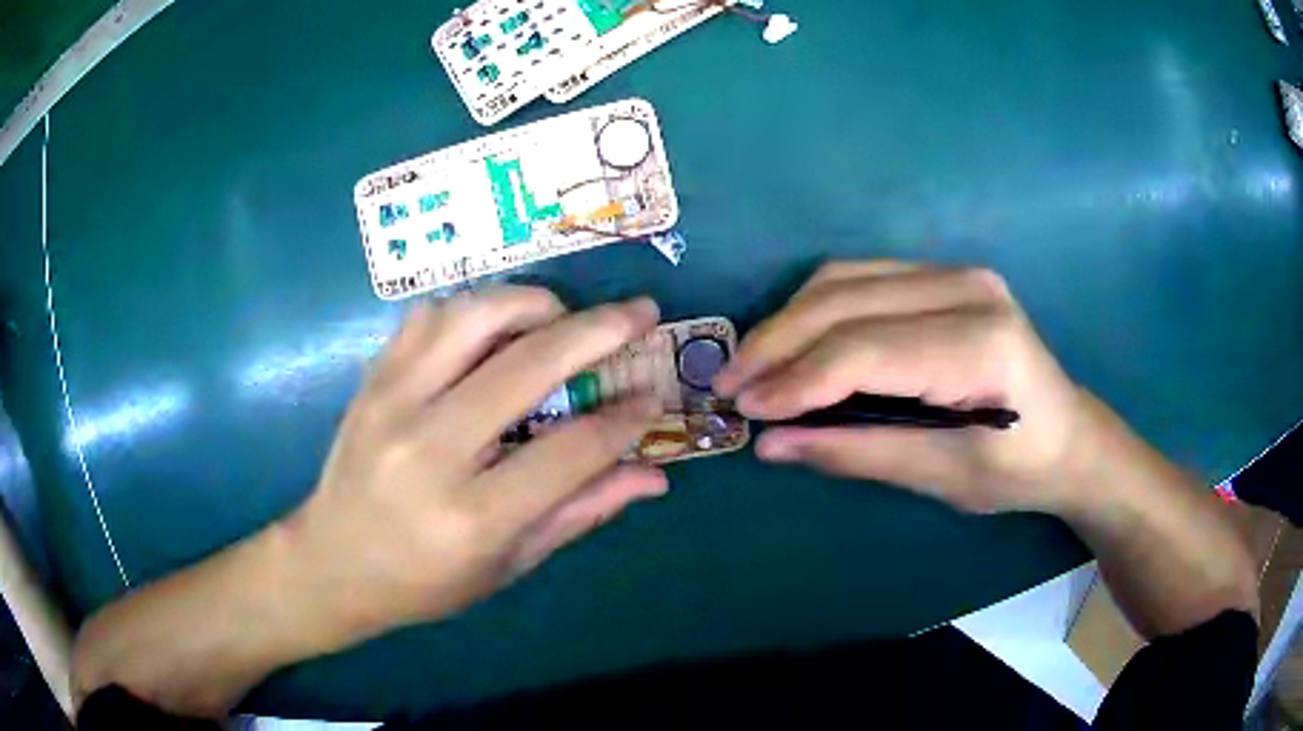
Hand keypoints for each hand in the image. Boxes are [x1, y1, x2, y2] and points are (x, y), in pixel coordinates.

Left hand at [282, 287, 666, 642]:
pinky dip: (473, 310)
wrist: (332, 563)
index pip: (571, 450)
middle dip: (598, 330)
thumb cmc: (426, 581)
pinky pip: (428, 317)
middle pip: (528, 365)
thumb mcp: (510, 564)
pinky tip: (494, 330)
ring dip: (531, 303)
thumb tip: (653, 475)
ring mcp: (393, 404)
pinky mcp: (371, 380)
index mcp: (474, 516)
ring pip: (473, 317)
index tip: (652, 397)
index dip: (624, 419)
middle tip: (639, 312)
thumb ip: (582, 511)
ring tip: (562, 316)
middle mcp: (431, 450)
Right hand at [714, 261, 1095, 514]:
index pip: (866, 351)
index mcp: (980, 345)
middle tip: (729, 384)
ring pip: (845, 279)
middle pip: (846, 301)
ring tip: (754, 366)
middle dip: (777, 342)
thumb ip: (856, 452)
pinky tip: (796, 342)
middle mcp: (968, 289)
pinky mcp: (945, 274)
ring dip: (789, 321)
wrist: (1068, 435)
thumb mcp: (939, 476)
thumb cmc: (1015, 469)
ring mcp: (956, 272)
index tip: (744, 409)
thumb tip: (772, 443)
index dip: (796, 379)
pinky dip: (817, 309)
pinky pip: (862, 278)